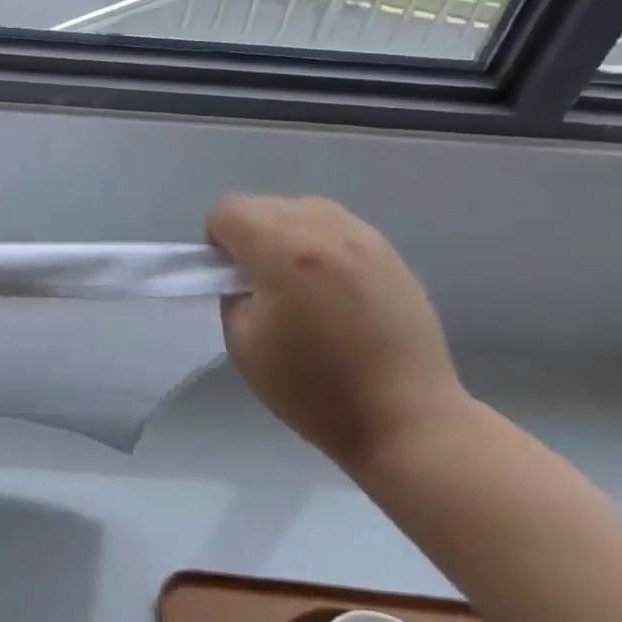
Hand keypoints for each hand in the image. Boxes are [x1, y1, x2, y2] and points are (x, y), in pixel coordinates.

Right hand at [206, 194, 467, 468]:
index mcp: (285, 251)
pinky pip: (337, 228)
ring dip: (286, 235)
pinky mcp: (390, 252)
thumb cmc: (313, 388)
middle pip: (265, 204)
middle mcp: (326, 230)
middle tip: (259, 284)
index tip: (228, 278)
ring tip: (297, 283)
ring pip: (303, 210)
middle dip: (249, 235)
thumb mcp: (243, 344)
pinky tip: (331, 289)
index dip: (216, 241)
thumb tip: (243, 275)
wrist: (405, 417)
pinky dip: (320, 245)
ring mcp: (364, 237)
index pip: (229, 211)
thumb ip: (232, 294)